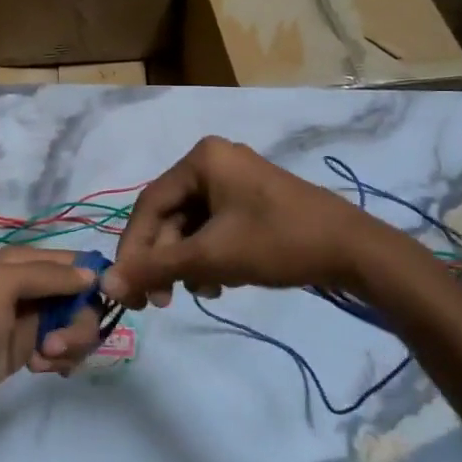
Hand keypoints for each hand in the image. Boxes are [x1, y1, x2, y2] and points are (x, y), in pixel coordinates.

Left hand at [0, 249, 103, 426]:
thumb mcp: (1, 287)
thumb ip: (47, 275)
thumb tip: (92, 274)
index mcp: (21, 262)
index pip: (75, 262)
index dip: (93, 281)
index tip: (100, 306)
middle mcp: (31, 286)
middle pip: (81, 298)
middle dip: (78, 323)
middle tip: (56, 345)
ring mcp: (31, 319)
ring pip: (76, 325)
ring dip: (70, 345)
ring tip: (44, 360)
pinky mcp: (29, 348)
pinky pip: (64, 348)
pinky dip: (61, 359)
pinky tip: (41, 370)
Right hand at [102, 137, 379, 308]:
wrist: (354, 251)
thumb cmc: (279, 242)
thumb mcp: (213, 256)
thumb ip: (156, 268)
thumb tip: (106, 284)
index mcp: (202, 159)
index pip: (149, 205)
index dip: (133, 248)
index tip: (126, 287)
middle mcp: (214, 162)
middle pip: (169, 217)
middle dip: (164, 260)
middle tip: (160, 301)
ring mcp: (235, 181)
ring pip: (190, 227)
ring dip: (186, 263)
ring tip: (201, 291)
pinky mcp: (251, 202)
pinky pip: (213, 229)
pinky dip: (209, 257)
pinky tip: (219, 283)